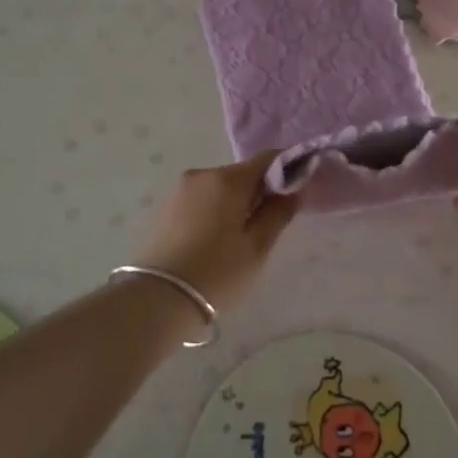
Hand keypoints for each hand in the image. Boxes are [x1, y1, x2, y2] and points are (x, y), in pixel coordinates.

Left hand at [134, 152, 296, 317]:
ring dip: (236, 203)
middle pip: (242, 174)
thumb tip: (293, 188)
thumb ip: (278, 212)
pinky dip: (216, 211)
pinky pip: (202, 200)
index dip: (289, 167)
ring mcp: (180, 190)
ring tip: (240, 239)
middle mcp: (202, 174)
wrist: (156, 299)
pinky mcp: (166, 207)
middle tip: (270, 224)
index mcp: (228, 179)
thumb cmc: (216, 273)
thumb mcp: (257, 247)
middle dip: (260, 191)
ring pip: (221, 187)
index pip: (268, 158)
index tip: (301, 187)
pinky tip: (215, 241)